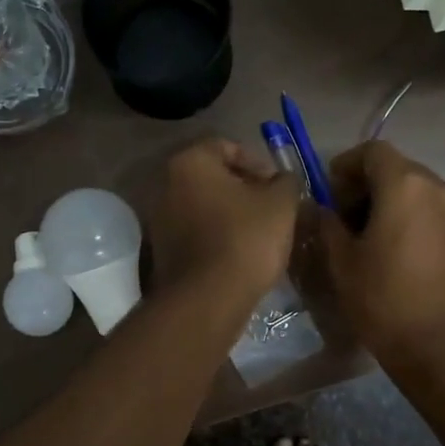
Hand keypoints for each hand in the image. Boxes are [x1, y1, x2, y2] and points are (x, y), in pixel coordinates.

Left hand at [146, 138, 299, 305]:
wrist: (207, 298)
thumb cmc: (245, 238)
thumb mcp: (281, 203)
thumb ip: (286, 181)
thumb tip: (283, 180)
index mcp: (190, 162)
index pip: (228, 146)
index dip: (259, 163)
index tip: (279, 186)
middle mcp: (165, 184)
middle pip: (213, 177)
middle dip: (245, 189)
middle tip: (272, 208)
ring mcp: (159, 219)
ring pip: (204, 206)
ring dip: (231, 214)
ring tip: (260, 233)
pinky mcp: (161, 250)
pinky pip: (195, 232)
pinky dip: (216, 236)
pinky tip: (239, 254)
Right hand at [317, 141, 444, 362]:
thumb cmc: (384, 301)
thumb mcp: (342, 262)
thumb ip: (327, 225)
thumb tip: (321, 209)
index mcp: (405, 186)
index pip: (372, 151)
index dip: (346, 165)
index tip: (330, 193)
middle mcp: (441, 189)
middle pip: (400, 170)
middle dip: (370, 186)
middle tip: (348, 220)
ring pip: (422, 194)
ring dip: (396, 206)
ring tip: (377, 241)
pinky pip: (441, 218)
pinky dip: (419, 224)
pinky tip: (407, 259)